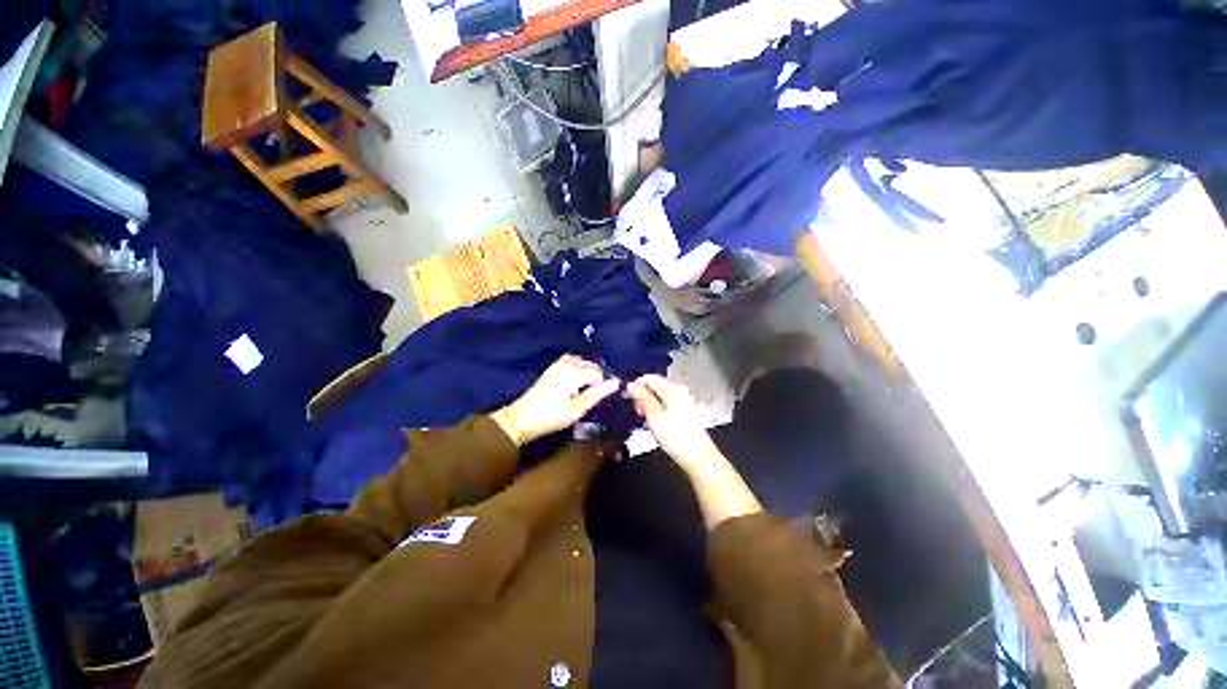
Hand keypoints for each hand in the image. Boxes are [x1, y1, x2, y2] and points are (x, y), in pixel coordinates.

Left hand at [497, 355, 619, 444]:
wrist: (522, 418)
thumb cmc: (552, 416)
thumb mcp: (577, 409)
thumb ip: (597, 394)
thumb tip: (616, 383)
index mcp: (574, 373)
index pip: (597, 373)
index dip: (603, 384)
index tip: (602, 397)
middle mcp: (566, 364)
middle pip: (589, 364)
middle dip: (596, 376)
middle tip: (597, 394)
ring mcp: (557, 365)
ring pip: (580, 361)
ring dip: (587, 371)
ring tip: (588, 388)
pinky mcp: (552, 368)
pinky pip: (570, 361)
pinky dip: (577, 368)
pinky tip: (576, 382)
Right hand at [628, 374, 760, 528]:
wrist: (698, 457)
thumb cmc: (675, 436)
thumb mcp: (654, 416)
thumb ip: (642, 398)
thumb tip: (631, 384)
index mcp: (672, 390)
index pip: (651, 378)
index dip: (636, 383)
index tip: (625, 395)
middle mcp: (679, 392)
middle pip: (656, 387)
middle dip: (642, 395)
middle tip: (634, 409)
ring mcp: (684, 403)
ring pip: (661, 397)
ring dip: (649, 404)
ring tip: (642, 418)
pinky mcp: (686, 414)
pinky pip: (667, 406)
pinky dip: (657, 411)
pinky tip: (654, 424)